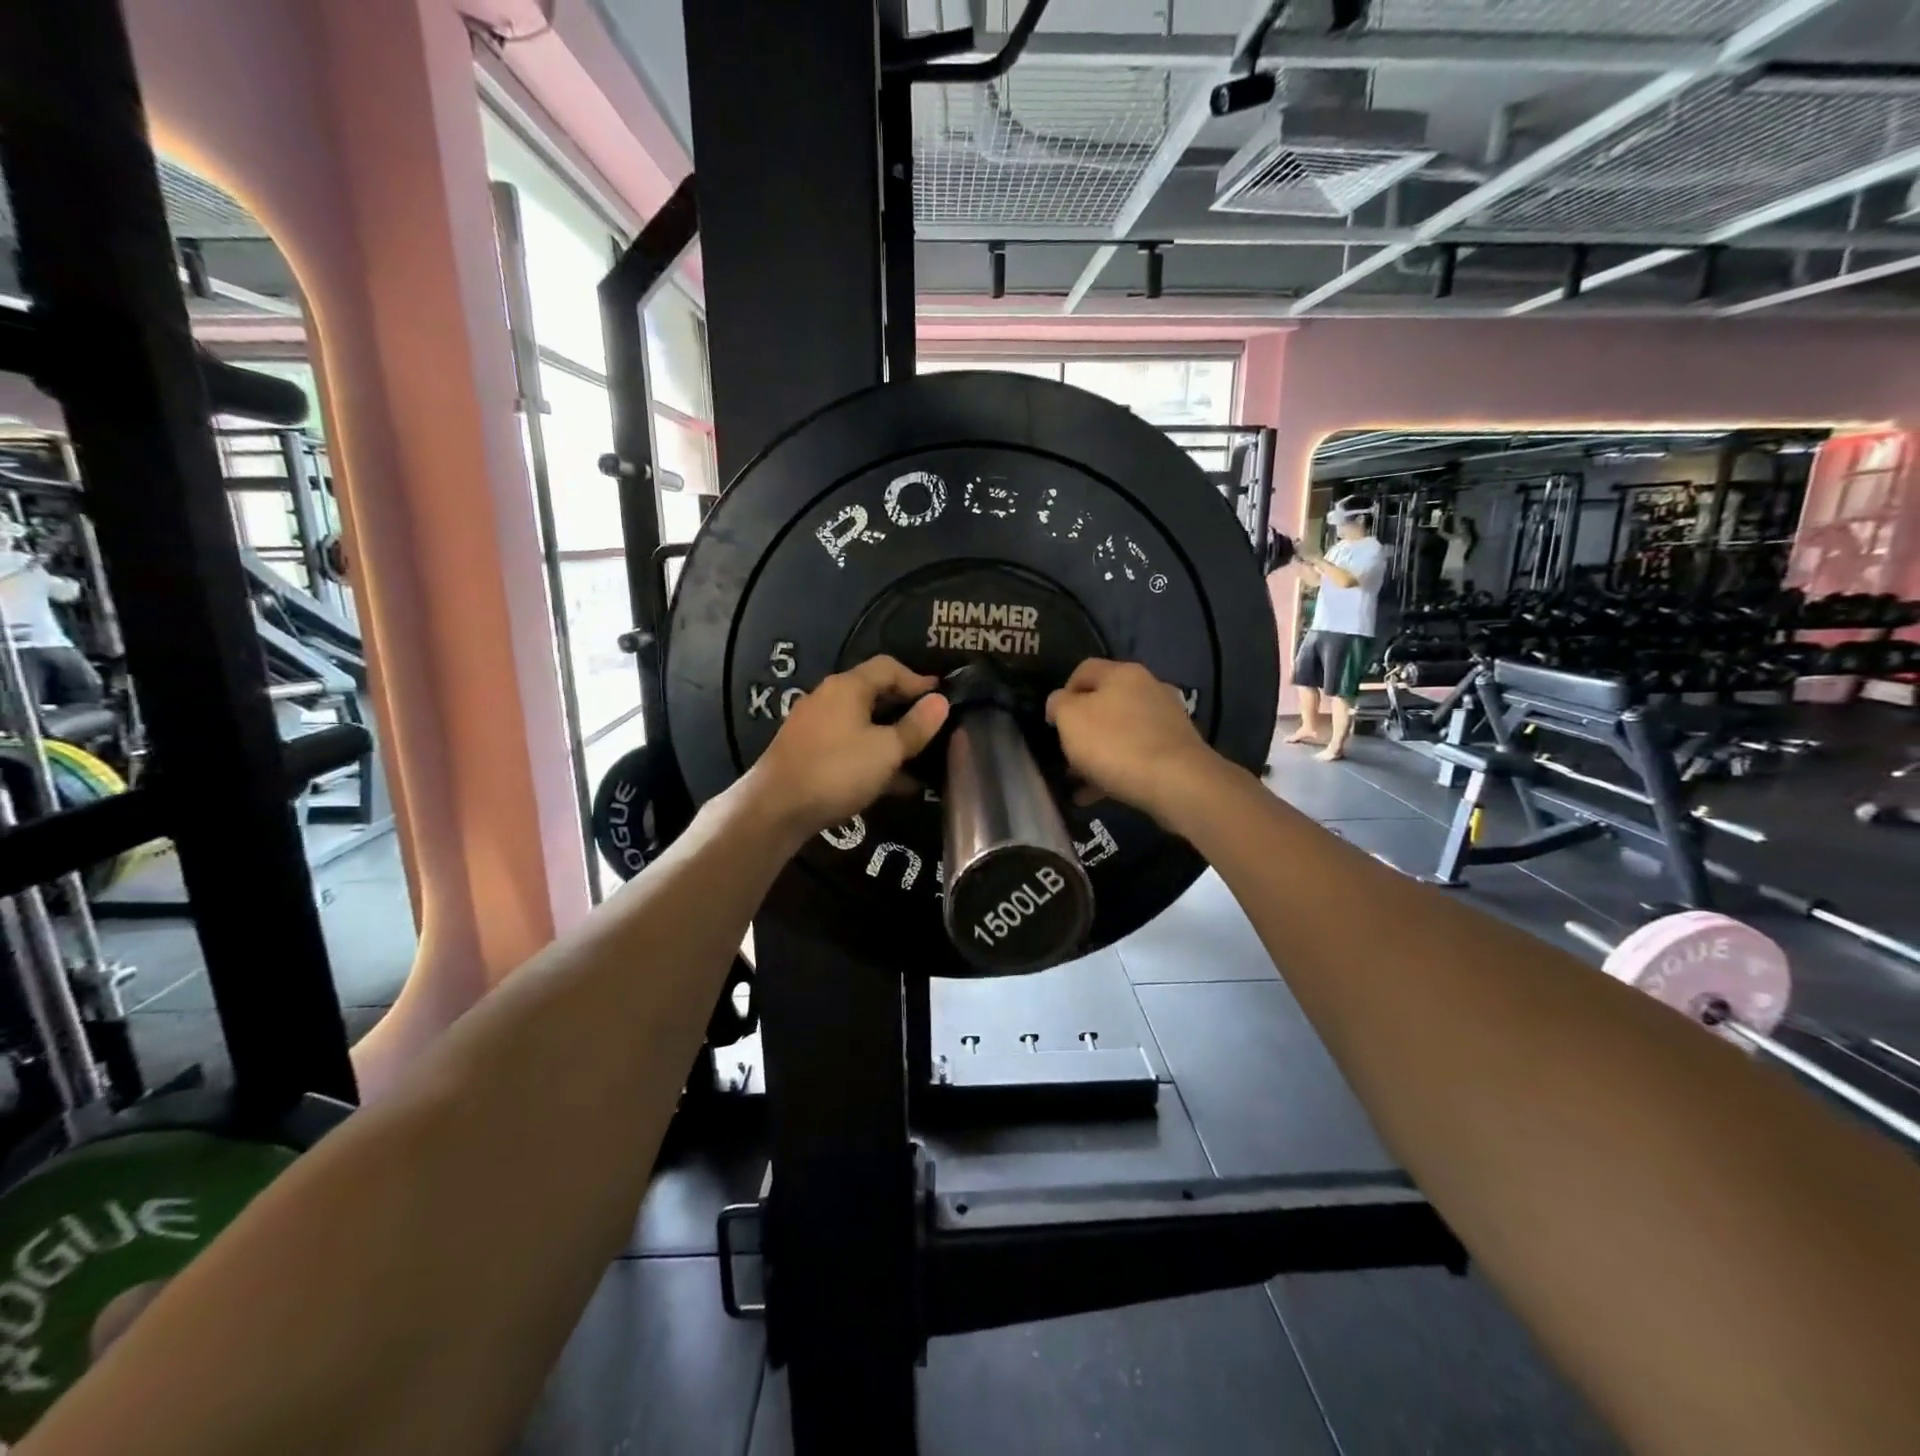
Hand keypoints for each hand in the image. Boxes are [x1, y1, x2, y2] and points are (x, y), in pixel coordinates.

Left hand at [749, 656, 949, 836]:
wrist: (776, 808)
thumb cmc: (837, 770)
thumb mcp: (886, 750)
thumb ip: (916, 726)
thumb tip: (940, 701)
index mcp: (847, 687)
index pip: (888, 667)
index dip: (918, 679)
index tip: (942, 698)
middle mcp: (828, 698)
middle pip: (874, 693)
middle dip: (905, 710)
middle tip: (932, 728)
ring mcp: (814, 725)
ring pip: (861, 723)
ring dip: (890, 737)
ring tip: (918, 759)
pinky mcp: (806, 751)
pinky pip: (848, 745)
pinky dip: (871, 755)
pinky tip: (891, 782)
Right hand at [1046, 659, 1218, 824]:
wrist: (1177, 782)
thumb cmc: (1115, 743)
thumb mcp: (1071, 719)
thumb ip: (1059, 705)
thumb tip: (1060, 702)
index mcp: (1122, 673)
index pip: (1084, 670)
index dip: (1063, 692)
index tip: (1052, 721)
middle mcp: (1148, 688)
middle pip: (1104, 703)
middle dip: (1081, 729)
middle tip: (1065, 753)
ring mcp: (1166, 719)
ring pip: (1120, 732)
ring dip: (1097, 753)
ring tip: (1077, 780)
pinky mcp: (1176, 749)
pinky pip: (1136, 755)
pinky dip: (1115, 770)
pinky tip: (1095, 794)